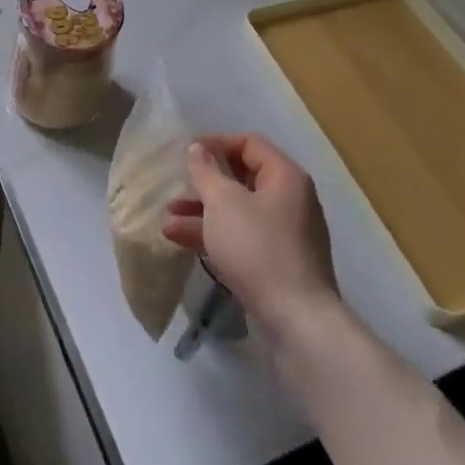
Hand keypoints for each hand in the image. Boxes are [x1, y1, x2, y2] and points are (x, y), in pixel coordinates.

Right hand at [162, 133, 338, 337]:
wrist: (296, 320)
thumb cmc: (257, 248)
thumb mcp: (223, 202)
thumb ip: (206, 171)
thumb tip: (198, 149)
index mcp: (285, 177)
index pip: (250, 144)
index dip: (216, 143)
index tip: (187, 153)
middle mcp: (290, 201)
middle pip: (243, 178)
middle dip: (205, 183)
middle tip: (177, 186)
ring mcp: (285, 235)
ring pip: (238, 212)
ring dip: (203, 213)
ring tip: (167, 220)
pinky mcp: (278, 264)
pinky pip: (242, 238)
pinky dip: (214, 235)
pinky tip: (180, 241)